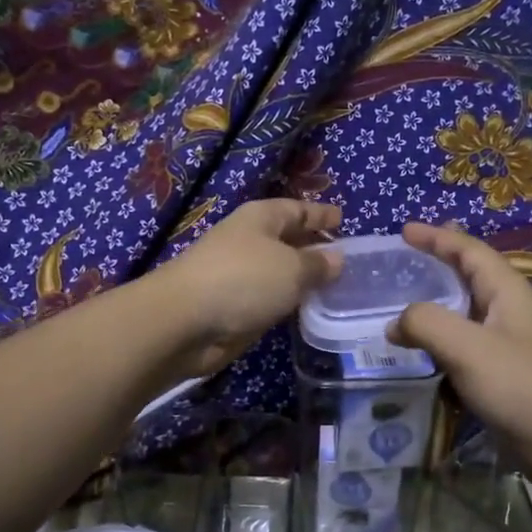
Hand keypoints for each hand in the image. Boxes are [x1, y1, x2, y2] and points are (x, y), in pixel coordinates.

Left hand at [155, 199, 342, 377]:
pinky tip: (309, 309)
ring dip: (303, 277)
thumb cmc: (243, 279)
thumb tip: (337, 258)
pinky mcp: (236, 306)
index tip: (343, 218)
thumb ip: (317, 263)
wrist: (185, 321)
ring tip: (337, 285)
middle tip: (346, 257)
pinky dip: (289, 301)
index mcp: (261, 218)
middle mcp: (250, 241)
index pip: (297, 209)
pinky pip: (271, 298)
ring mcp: (241, 275)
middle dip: (314, 246)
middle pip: (288, 239)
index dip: (320, 214)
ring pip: (280, 271)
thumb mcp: (291, 268)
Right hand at [389, 222, 531, 505]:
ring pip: (466, 312)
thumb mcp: (469, 348)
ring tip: (403, 303)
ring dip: (436, 304)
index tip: (404, 231)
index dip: (438, 237)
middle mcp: (510, 312)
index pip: (470, 251)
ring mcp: (509, 345)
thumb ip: (427, 324)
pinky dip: (440, 341)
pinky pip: (465, 346)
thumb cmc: (523, 388)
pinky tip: (421, 352)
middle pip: (470, 276)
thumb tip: (395, 323)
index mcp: (508, 292)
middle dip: (439, 263)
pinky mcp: (504, 375)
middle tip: (404, 258)